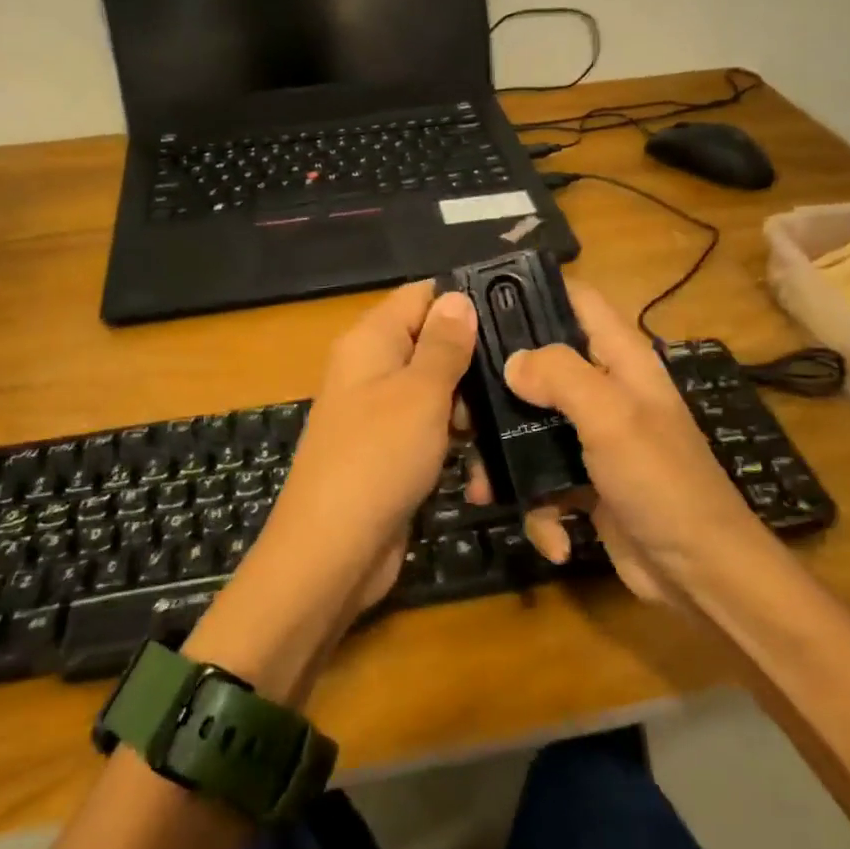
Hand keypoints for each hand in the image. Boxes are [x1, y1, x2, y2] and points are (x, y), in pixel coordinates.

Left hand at [252, 282, 479, 621]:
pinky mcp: (389, 451)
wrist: (332, 551)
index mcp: (370, 340)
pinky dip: (453, 440)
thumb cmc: (378, 458)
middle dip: (472, 361)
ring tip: (504, 424)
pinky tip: (481, 462)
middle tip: (517, 381)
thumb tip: (457, 296)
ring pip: (436, 390)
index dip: (463, 302)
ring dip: (469, 407)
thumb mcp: (420, 393)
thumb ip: (444, 344)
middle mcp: (370, 369)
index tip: (513, 316)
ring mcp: (378, 412)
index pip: (420, 297)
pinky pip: (429, 429)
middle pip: (431, 343)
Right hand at [498, 281, 767, 607]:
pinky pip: (543, 479)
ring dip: (506, 460)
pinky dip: (541, 508)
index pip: (576, 299)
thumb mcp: (612, 416)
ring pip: (530, 427)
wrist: (701, 574)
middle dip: (499, 388)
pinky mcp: (585, 481)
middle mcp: (605, 389)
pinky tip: (552, 536)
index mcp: (620, 358)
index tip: (479, 302)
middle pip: (540, 366)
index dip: (534, 291)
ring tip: (482, 488)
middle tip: (460, 408)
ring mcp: (594, 438)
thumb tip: (511, 362)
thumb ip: (560, 376)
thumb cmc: (661, 481)